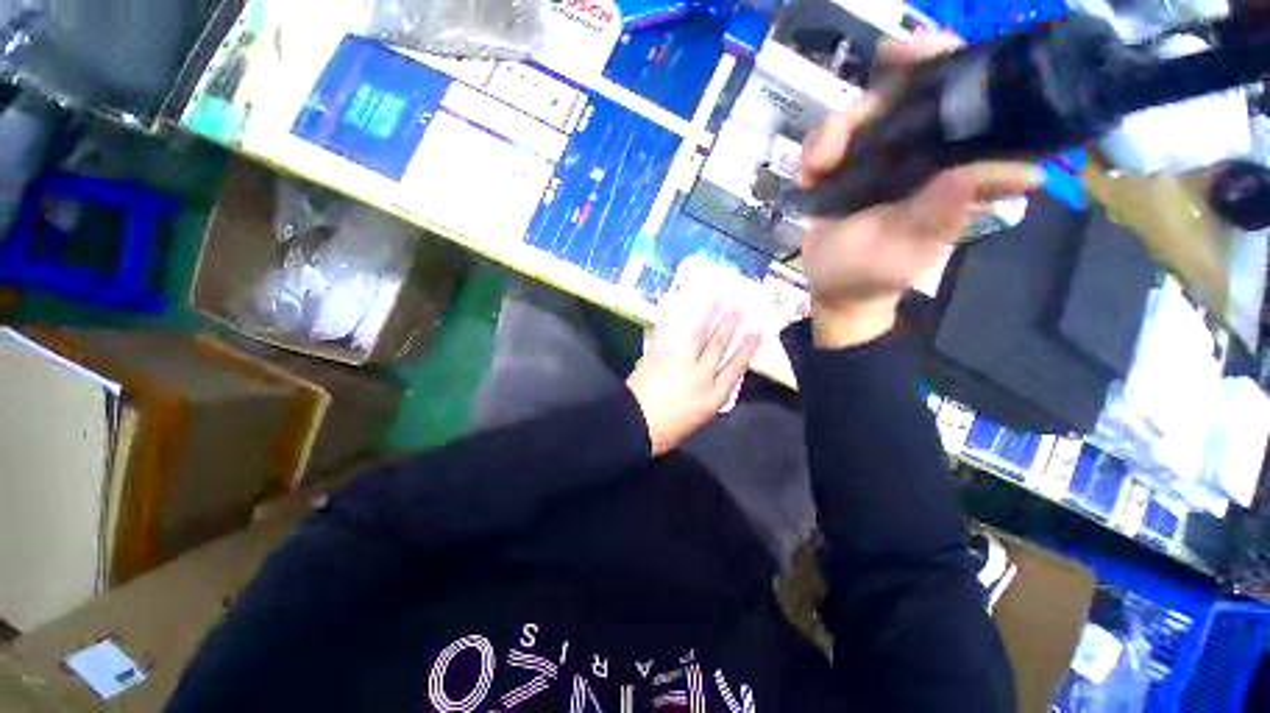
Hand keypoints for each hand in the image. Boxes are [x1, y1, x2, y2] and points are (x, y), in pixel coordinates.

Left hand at [626, 302, 759, 455]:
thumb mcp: (698, 418)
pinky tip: (676, 303)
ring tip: (717, 298)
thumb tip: (712, 377)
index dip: (746, 350)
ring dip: (708, 315)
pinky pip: (669, 331)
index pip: (735, 368)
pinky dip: (671, 317)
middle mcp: (700, 376)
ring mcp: (679, 362)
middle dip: (729, 325)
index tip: (756, 333)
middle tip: (738, 307)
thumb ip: (708, 396)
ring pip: (698, 335)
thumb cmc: (668, 431)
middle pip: (718, 346)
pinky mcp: (658, 354)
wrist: (635, 426)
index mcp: (713, 397)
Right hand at [798, 38, 1043, 348]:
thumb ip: (949, 209)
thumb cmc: (873, 274)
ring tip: (816, 171)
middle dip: (871, 100)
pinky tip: (809, 178)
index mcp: (951, 162)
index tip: (911, 53)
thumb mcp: (910, 244)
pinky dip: (814, 152)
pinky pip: (828, 139)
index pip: (962, 95)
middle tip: (841, 129)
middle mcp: (919, 151)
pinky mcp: (844, 168)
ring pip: (858, 113)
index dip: (943, 63)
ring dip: (831, 135)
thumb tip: (1029, 172)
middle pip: (901, 92)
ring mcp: (878, 158)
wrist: (834, 289)